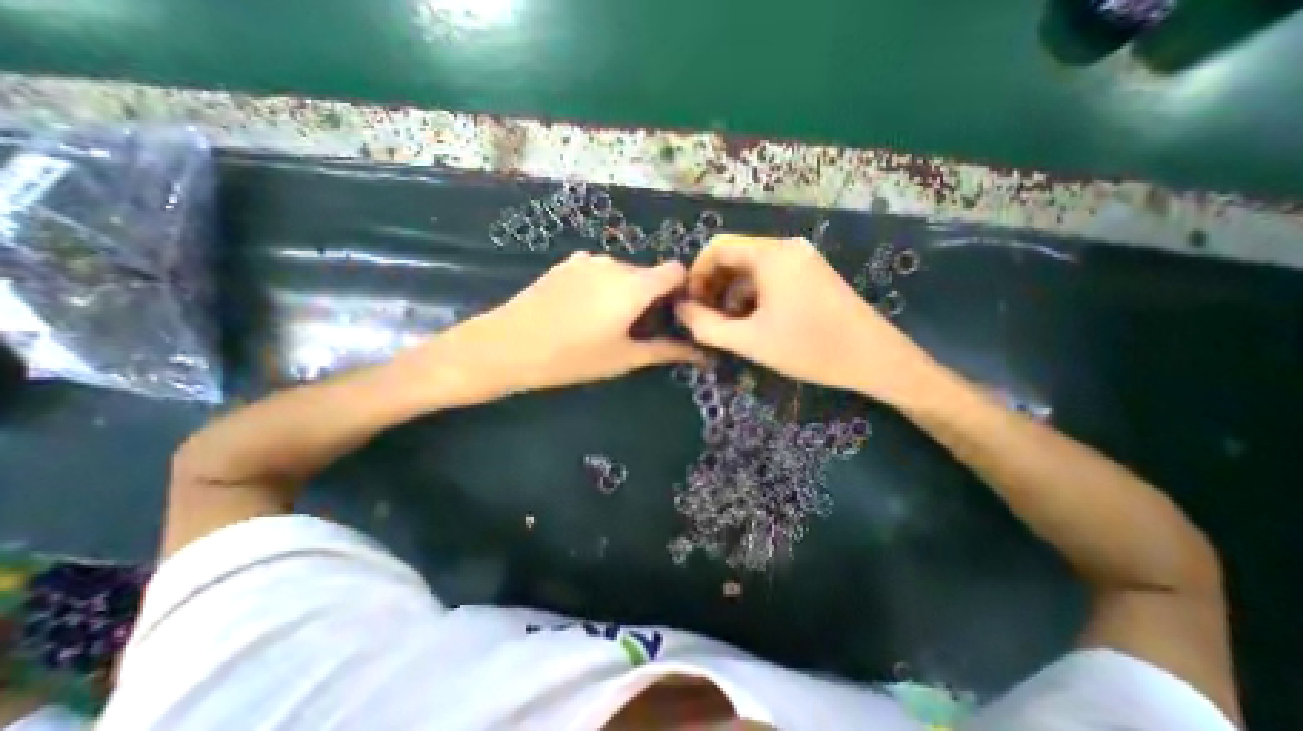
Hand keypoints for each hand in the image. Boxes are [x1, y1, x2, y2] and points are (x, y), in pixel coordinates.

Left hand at [426, 250, 702, 400]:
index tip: (672, 315)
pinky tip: (582, 312)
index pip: (675, 270)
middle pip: (649, 274)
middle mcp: (614, 263)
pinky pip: (599, 271)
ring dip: (626, 293)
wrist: (507, 345)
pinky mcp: (566, 263)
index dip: (680, 290)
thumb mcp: (623, 358)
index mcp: (633, 285)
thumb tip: (699, 353)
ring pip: (623, 273)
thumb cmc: (571, 357)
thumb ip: (664, 351)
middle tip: (637, 329)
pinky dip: (603, 287)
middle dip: (651, 298)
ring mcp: (587, 260)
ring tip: (606, 323)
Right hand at [670, 238, 936, 401]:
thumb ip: (706, 325)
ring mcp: (803, 260)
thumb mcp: (749, 341)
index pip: (717, 247)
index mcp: (770, 254)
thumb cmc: (809, 348)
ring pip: (752, 270)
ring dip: (733, 295)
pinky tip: (755, 323)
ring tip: (730, 327)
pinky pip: (771, 278)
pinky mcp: (813, 275)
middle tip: (706, 319)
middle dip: (714, 287)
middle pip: (735, 257)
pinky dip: (754, 297)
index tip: (691, 305)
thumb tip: (680, 309)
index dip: (697, 274)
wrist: (876, 360)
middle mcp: (787, 248)